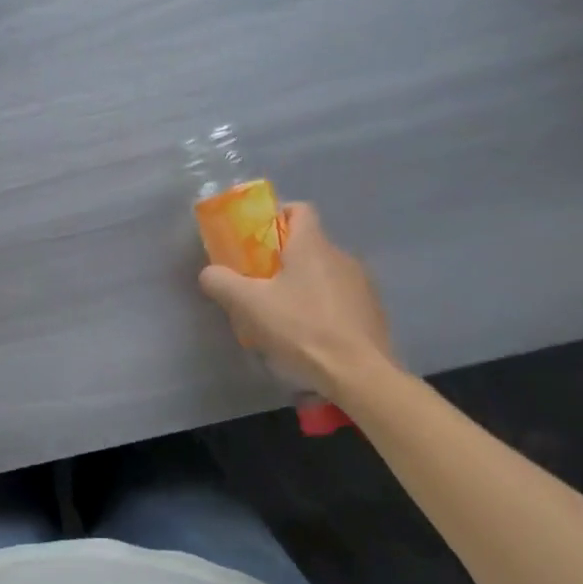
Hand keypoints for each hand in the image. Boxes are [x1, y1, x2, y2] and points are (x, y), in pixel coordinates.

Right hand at [198, 203, 393, 400]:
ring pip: (324, 272)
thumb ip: (221, 282)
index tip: (256, 236)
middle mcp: (341, 256)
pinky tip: (309, 334)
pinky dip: (323, 307)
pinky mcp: (373, 312)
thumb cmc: (302, 328)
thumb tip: (209, 273)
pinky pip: (341, 298)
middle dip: (282, 257)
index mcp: (313, 245)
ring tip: (283, 313)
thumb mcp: (249, 305)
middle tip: (259, 281)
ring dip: (303, 284)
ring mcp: (362, 285)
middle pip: (308, 244)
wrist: (360, 374)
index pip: (299, 209)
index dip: (276, 215)